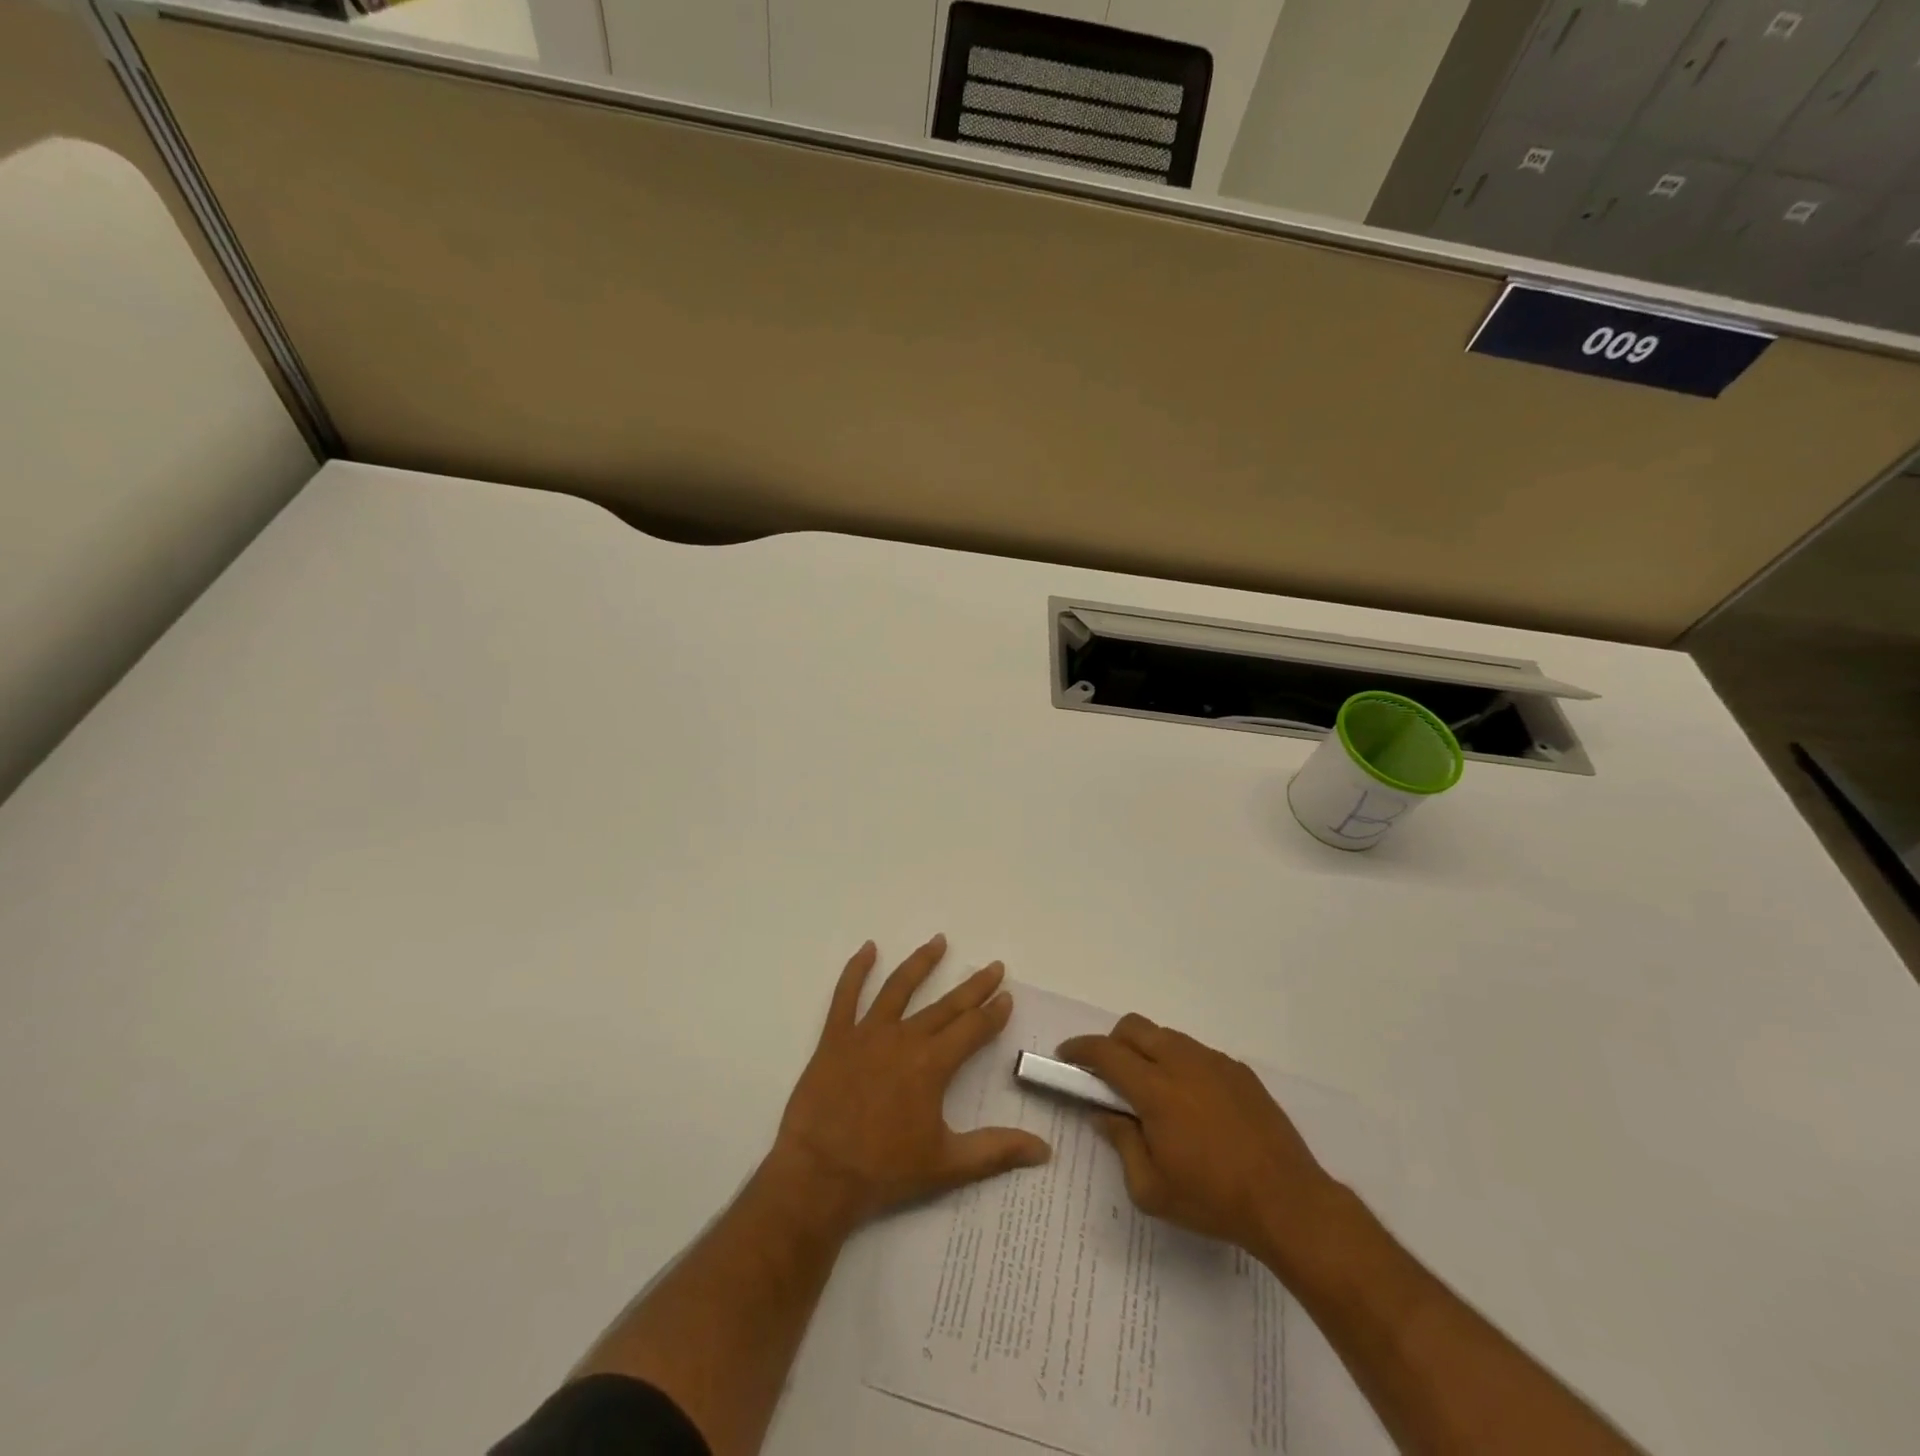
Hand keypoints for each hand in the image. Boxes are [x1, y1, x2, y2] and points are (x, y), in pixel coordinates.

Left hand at [767, 936, 1050, 1235]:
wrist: (820, 1174)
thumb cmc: (885, 1170)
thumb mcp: (948, 1165)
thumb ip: (996, 1150)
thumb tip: (1045, 1150)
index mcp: (932, 1064)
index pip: (972, 1029)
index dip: (993, 1013)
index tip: (1006, 995)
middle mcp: (904, 1038)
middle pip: (946, 1005)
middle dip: (973, 986)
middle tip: (993, 966)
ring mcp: (867, 1033)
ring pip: (899, 987)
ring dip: (922, 962)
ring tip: (939, 941)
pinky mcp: (836, 1037)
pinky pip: (846, 995)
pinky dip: (856, 970)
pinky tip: (868, 949)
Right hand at [1057, 1015, 1339, 1271]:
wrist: (1288, 1202)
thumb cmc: (1212, 1200)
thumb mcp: (1151, 1189)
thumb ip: (1121, 1144)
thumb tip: (1105, 1114)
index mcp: (1155, 1089)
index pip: (1105, 1052)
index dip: (1080, 1049)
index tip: (1066, 1056)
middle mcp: (1182, 1062)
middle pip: (1134, 1027)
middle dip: (1112, 1042)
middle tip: (1108, 1075)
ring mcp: (1214, 1062)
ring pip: (1166, 1036)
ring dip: (1147, 1051)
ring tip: (1152, 1091)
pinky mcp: (1239, 1071)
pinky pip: (1197, 1053)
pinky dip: (1180, 1064)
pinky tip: (1191, 1103)